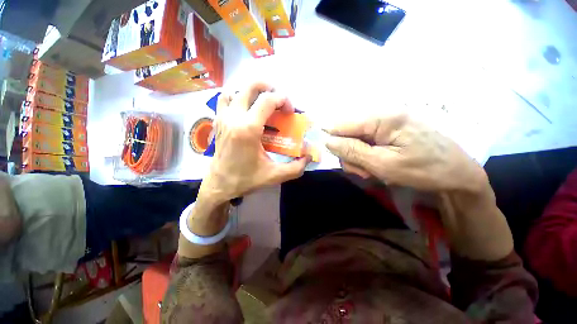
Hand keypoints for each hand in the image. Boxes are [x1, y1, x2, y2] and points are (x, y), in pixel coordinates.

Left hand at [200, 82, 310, 204]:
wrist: (220, 185)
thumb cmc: (246, 179)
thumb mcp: (274, 175)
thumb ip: (296, 167)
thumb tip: (309, 156)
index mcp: (249, 129)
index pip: (268, 100)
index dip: (283, 100)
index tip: (290, 112)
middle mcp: (234, 117)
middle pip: (251, 86)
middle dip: (269, 87)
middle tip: (279, 100)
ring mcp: (223, 117)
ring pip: (237, 90)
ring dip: (252, 93)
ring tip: (263, 104)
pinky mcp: (218, 121)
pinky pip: (225, 99)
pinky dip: (236, 98)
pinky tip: (245, 110)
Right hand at [325, 114, 487, 192]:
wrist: (457, 175)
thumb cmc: (423, 170)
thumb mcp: (383, 164)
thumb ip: (352, 151)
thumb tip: (327, 141)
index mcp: (382, 119)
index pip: (342, 124)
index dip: (332, 140)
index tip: (337, 158)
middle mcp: (382, 115)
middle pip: (348, 134)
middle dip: (350, 154)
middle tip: (363, 171)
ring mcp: (387, 123)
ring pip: (356, 140)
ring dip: (359, 158)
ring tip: (373, 172)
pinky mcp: (390, 131)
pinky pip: (367, 142)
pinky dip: (367, 156)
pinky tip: (377, 165)